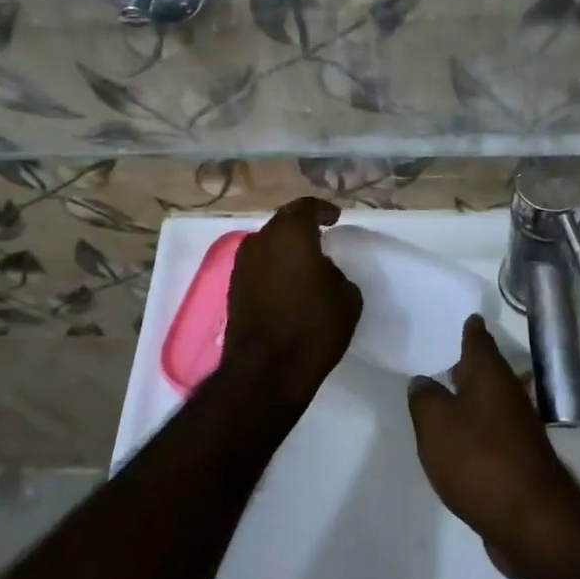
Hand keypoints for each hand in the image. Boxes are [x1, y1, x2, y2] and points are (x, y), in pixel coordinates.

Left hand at [223, 197, 362, 407]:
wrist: (266, 371)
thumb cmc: (313, 327)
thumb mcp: (346, 297)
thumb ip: (335, 272)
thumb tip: (321, 270)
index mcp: (291, 233)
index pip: (307, 207)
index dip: (323, 210)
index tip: (335, 218)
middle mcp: (261, 240)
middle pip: (283, 222)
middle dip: (301, 225)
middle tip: (320, 234)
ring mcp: (242, 265)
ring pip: (267, 243)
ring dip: (284, 247)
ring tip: (303, 260)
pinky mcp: (233, 289)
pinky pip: (258, 265)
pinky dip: (272, 266)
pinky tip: (287, 282)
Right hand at [408, 316, 579, 578]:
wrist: (530, 520)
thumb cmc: (478, 459)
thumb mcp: (435, 423)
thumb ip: (424, 397)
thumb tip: (424, 382)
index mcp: (490, 375)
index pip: (479, 339)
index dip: (471, 328)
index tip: (468, 317)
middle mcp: (509, 393)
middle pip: (488, 369)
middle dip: (470, 363)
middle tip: (447, 355)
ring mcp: (519, 428)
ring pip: (492, 400)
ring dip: (473, 396)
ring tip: (447, 396)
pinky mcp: (520, 459)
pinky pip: (494, 431)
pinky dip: (478, 428)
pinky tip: (461, 440)